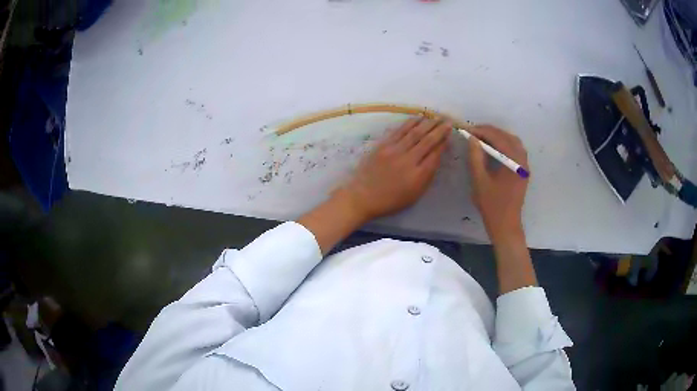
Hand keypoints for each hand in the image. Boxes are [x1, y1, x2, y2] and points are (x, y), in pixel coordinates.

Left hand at [338, 117, 450, 221]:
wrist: (362, 196)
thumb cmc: (390, 200)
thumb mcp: (414, 195)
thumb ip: (427, 176)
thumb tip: (437, 158)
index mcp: (418, 176)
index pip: (435, 154)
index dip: (444, 143)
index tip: (450, 134)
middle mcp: (408, 160)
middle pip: (428, 141)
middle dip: (440, 130)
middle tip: (448, 121)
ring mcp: (394, 151)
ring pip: (415, 133)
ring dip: (428, 123)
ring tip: (436, 117)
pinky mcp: (383, 145)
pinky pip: (400, 131)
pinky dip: (410, 123)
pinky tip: (418, 118)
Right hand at [466, 125, 528, 241]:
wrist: (506, 225)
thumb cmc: (492, 205)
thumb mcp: (479, 180)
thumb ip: (476, 157)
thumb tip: (472, 138)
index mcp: (513, 162)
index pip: (498, 138)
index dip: (482, 131)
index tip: (468, 130)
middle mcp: (522, 160)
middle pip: (507, 137)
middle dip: (490, 132)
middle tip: (474, 132)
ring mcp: (524, 166)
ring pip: (513, 142)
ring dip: (498, 137)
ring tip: (482, 138)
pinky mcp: (523, 171)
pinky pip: (515, 150)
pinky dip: (504, 145)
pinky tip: (493, 149)